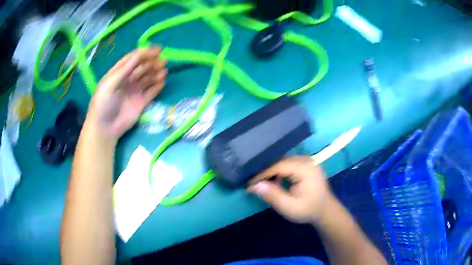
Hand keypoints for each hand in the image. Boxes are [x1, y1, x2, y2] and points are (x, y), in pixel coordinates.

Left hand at [88, 47, 166, 139]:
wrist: (105, 129)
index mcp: (119, 73)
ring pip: (149, 78)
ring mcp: (135, 91)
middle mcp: (128, 79)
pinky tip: (163, 82)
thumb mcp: (109, 84)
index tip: (158, 50)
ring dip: (157, 73)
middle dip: (153, 62)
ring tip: (164, 72)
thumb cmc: (103, 104)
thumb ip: (123, 70)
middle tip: (163, 62)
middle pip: (143, 67)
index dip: (145, 53)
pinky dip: (158, 86)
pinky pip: (152, 91)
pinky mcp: (141, 102)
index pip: (133, 59)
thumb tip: (139, 55)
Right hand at [248, 156, 331, 223]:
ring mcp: (307, 161)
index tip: (249, 184)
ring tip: (260, 182)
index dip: (262, 174)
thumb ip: (273, 196)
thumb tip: (254, 186)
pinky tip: (274, 181)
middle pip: (280, 161)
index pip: (278, 166)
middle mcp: (306, 160)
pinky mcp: (306, 165)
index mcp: (305, 169)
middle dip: (265, 172)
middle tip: (252, 183)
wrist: (325, 211)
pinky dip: (278, 172)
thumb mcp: (289, 207)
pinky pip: (288, 164)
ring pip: (283, 162)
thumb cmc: (308, 210)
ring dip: (271, 171)